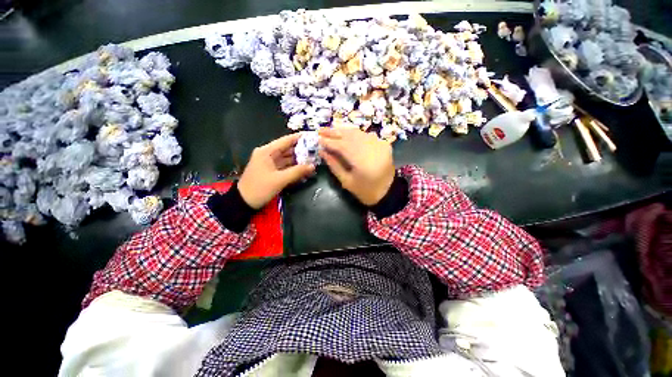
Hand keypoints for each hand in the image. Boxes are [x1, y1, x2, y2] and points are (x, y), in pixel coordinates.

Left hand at [238, 133, 314, 208]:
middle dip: (302, 150)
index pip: (286, 140)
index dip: (299, 138)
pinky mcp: (272, 171)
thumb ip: (297, 172)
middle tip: (316, 150)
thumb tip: (312, 166)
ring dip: (299, 159)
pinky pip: (285, 166)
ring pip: (287, 158)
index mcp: (267, 151)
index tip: (312, 136)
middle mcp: (268, 154)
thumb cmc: (260, 188)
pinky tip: (304, 168)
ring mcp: (270, 163)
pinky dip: (294, 167)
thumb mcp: (279, 180)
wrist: (244, 202)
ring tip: (314, 159)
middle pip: (288, 149)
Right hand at [318, 127, 394, 205]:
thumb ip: (334, 165)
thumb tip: (322, 151)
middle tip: (321, 130)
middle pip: (350, 136)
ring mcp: (380, 145)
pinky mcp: (383, 144)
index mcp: (363, 162)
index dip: (329, 142)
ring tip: (331, 129)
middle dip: (334, 132)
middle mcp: (372, 149)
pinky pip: (366, 135)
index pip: (342, 146)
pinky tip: (346, 133)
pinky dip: (354, 133)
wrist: (388, 192)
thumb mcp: (346, 182)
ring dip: (343, 130)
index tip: (318, 139)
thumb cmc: (365, 191)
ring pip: (358, 133)